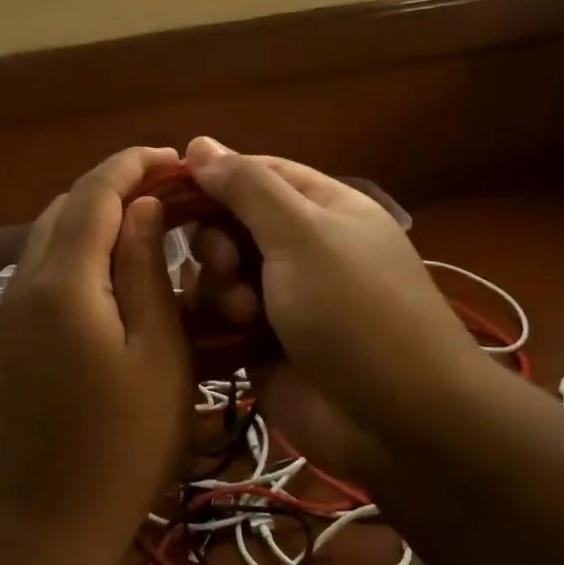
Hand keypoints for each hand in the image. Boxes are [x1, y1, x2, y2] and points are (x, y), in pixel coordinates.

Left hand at [0, 147, 193, 555]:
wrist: (44, 520)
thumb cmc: (122, 445)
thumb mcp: (158, 355)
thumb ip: (147, 272)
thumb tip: (144, 208)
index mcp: (64, 280)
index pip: (95, 193)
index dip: (134, 165)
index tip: (175, 157)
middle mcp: (26, 280)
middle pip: (66, 206)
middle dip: (115, 186)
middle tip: (169, 190)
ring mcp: (11, 308)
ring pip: (51, 234)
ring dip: (95, 215)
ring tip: (147, 222)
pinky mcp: (10, 333)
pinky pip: (43, 266)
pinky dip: (79, 247)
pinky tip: (114, 269)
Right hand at [184, 138, 487, 448]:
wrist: (396, 421)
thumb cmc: (353, 310)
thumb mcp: (302, 234)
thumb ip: (247, 187)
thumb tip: (199, 143)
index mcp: (322, 208)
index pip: (256, 173)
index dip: (213, 176)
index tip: (168, 189)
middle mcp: (301, 248)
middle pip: (232, 222)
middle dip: (218, 240)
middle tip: (225, 264)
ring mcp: (282, 297)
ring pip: (220, 271)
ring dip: (219, 285)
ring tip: (241, 311)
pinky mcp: (263, 342)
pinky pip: (219, 316)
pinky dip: (214, 319)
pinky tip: (224, 332)